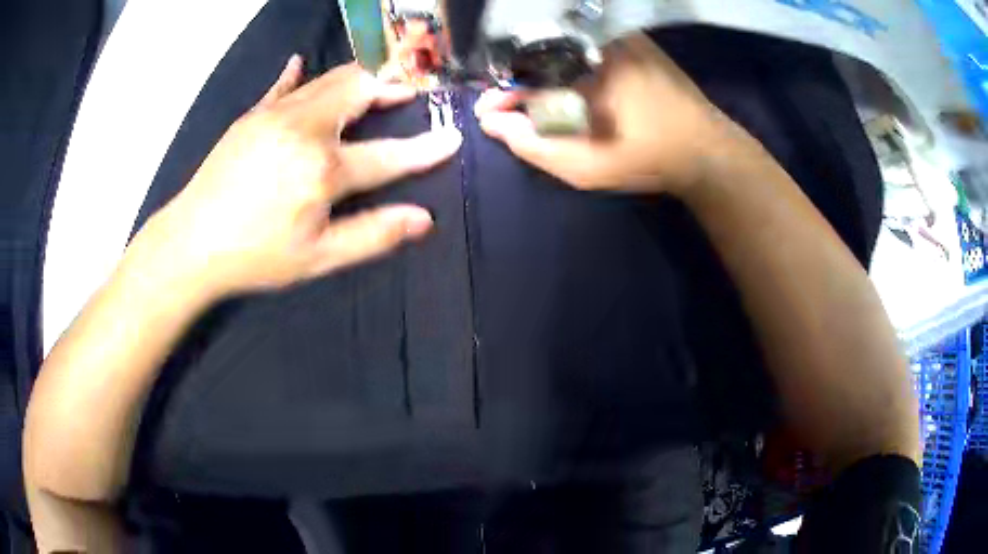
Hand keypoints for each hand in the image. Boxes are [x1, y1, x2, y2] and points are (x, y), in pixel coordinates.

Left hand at [139, 56, 461, 297]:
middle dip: (390, 87)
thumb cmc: (255, 256)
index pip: (388, 155)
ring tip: (374, 86)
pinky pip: (285, 85)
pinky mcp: (253, 115)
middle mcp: (304, 130)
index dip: (425, 149)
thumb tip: (423, 220)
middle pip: (359, 90)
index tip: (453, 137)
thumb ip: (372, 235)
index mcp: (322, 170)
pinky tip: (300, 65)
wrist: (191, 244)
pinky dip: (300, 76)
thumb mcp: (317, 259)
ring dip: (357, 80)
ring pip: (328, 80)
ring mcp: (275, 115)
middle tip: (408, 94)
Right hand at [474, 33, 736, 195]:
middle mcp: (595, 42)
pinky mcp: (632, 42)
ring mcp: (616, 38)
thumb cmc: (647, 158)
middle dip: (519, 84)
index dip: (501, 95)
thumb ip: (534, 145)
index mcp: (582, 68)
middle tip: (510, 110)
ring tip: (533, 101)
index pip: (523, 75)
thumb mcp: (586, 166)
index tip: (489, 114)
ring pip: (562, 50)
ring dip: (542, 73)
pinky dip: (567, 65)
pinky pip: (585, 48)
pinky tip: (566, 86)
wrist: (706, 149)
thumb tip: (494, 124)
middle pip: (540, 57)